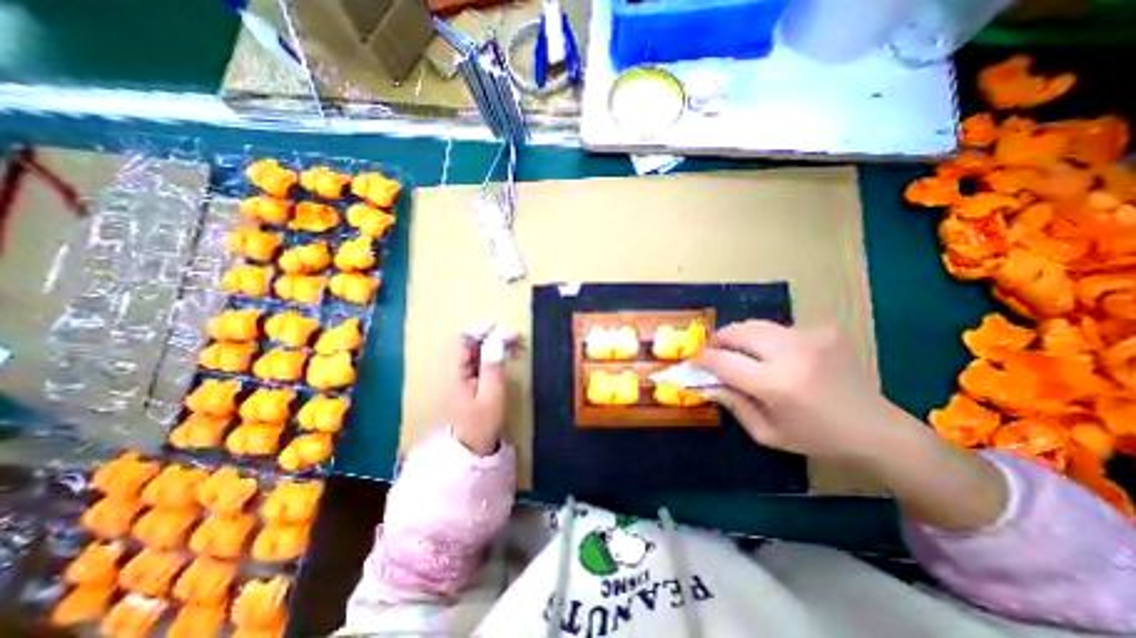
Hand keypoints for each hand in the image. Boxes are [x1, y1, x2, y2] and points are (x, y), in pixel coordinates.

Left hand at [451, 331, 518, 456]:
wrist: (473, 447)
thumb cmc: (483, 423)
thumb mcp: (492, 395)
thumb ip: (493, 366)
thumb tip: (496, 339)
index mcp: (453, 374)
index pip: (463, 343)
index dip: (481, 332)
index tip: (502, 329)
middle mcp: (453, 371)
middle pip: (470, 345)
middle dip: (492, 337)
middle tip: (516, 338)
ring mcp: (460, 376)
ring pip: (476, 351)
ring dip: (495, 345)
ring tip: (517, 345)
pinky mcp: (468, 380)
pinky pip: (480, 360)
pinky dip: (494, 355)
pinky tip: (509, 355)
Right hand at [688, 321, 900, 460]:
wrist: (878, 431)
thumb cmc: (817, 439)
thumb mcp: (767, 433)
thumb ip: (732, 404)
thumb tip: (705, 384)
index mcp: (776, 384)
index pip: (723, 360)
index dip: (702, 359)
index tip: (693, 362)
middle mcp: (791, 353)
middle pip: (737, 331)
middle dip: (718, 340)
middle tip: (713, 353)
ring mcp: (810, 338)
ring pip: (756, 324)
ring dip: (740, 337)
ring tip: (739, 352)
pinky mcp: (823, 331)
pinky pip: (780, 329)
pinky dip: (767, 340)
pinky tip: (776, 356)